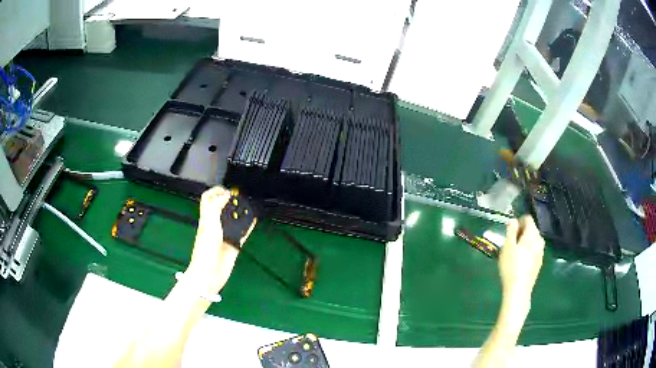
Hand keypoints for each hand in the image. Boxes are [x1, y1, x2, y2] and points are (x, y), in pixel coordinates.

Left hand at [185, 186, 254, 294]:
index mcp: (206, 219)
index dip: (216, 191)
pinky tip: (253, 221)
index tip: (228, 190)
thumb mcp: (209, 224)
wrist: (208, 273)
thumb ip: (216, 208)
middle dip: (230, 201)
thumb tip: (225, 195)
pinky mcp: (233, 246)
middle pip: (222, 208)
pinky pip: (242, 233)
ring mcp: (224, 236)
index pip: (208, 199)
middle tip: (240, 197)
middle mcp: (215, 226)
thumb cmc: (204, 250)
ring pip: (233, 220)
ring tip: (248, 206)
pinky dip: (248, 227)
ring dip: (240, 213)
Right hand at [499, 216, 544, 311]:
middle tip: (509, 243)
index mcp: (532, 234)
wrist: (519, 290)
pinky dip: (527, 252)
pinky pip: (533, 251)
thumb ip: (510, 230)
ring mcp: (541, 253)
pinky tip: (519, 263)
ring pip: (533, 241)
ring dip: (524, 243)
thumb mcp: (507, 246)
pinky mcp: (539, 263)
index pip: (528, 219)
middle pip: (531, 230)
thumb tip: (513, 220)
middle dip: (521, 232)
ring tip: (513, 253)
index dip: (518, 221)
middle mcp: (539, 241)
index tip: (509, 232)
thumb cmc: (511, 266)